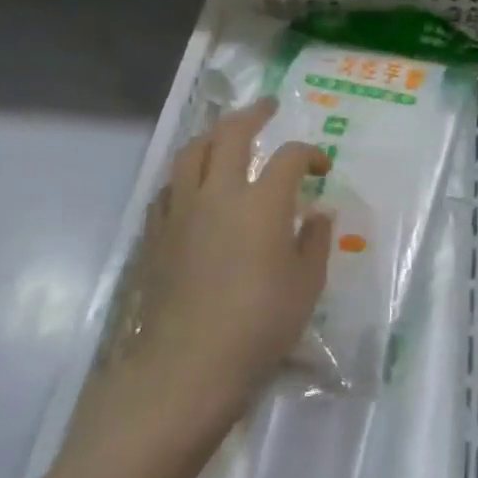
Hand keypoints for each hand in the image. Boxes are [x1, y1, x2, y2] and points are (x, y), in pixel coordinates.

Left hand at [73, 99, 332, 459]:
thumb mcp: (306, 286)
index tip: (322, 167)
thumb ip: (315, 242)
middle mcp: (220, 193)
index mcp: (263, 202)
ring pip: (191, 152)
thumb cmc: (259, 326)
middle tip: (268, 107)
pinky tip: (195, 187)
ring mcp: (182, 211)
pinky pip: (170, 187)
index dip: (310, 154)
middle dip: (253, 114)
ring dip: (213, 135)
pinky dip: (187, 174)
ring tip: (227, 135)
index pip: (290, 156)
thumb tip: (317, 215)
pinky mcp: (156, 235)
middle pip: (232, 134)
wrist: (185, 370)